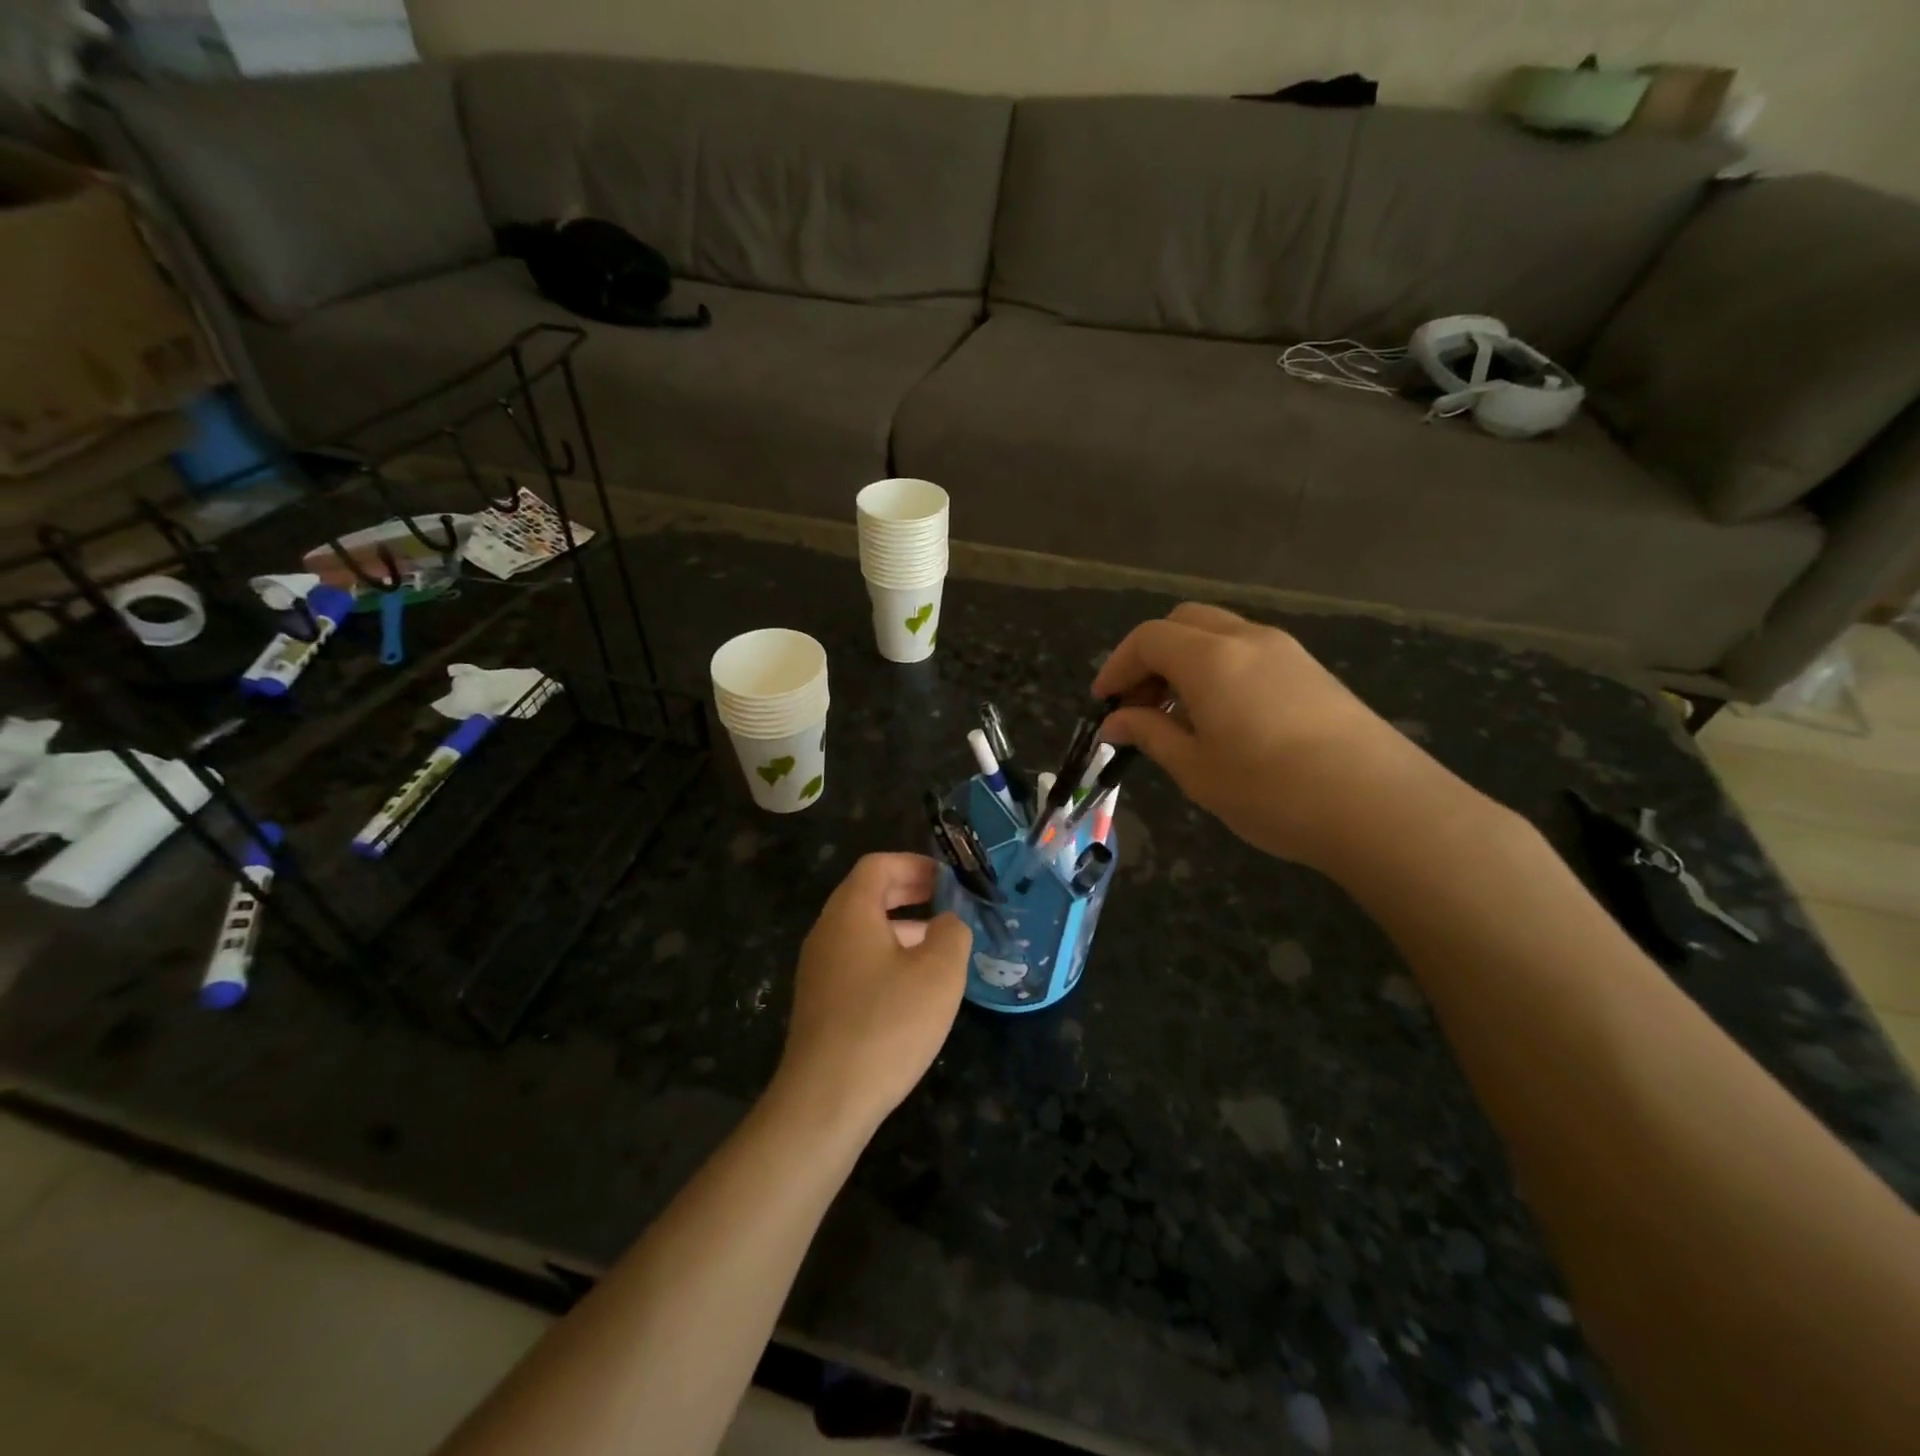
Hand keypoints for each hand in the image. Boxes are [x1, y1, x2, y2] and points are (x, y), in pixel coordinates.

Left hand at [775, 854, 970, 1135]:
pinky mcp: (821, 1001)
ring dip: (902, 926)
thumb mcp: (939, 973)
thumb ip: (952, 933)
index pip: (878, 865)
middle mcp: (827, 931)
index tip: (949, 879)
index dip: (915, 864)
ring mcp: (819, 968)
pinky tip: (915, 985)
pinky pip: (857, 959)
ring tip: (941, 944)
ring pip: (863, 929)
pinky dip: (888, 955)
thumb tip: (947, 922)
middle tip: (949, 902)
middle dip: (910, 892)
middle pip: (868, 894)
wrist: (826, 1100)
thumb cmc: (887, 1024)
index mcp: (850, 912)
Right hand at [1093, 603, 1476, 874]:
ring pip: (1218, 634)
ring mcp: (1286, 651)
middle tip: (1139, 705)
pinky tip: (1222, 718)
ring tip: (1178, 717)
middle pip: (1183, 623)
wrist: (1381, 807)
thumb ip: (1151, 734)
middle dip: (1150, 657)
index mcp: (1210, 658)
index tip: (1104, 705)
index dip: (1117, 667)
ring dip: (1185, 663)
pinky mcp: (1312, 671)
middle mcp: (1247, 639)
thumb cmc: (1272, 791)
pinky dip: (1218, 670)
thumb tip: (1117, 720)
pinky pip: (1248, 652)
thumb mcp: (1196, 770)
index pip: (1148, 639)